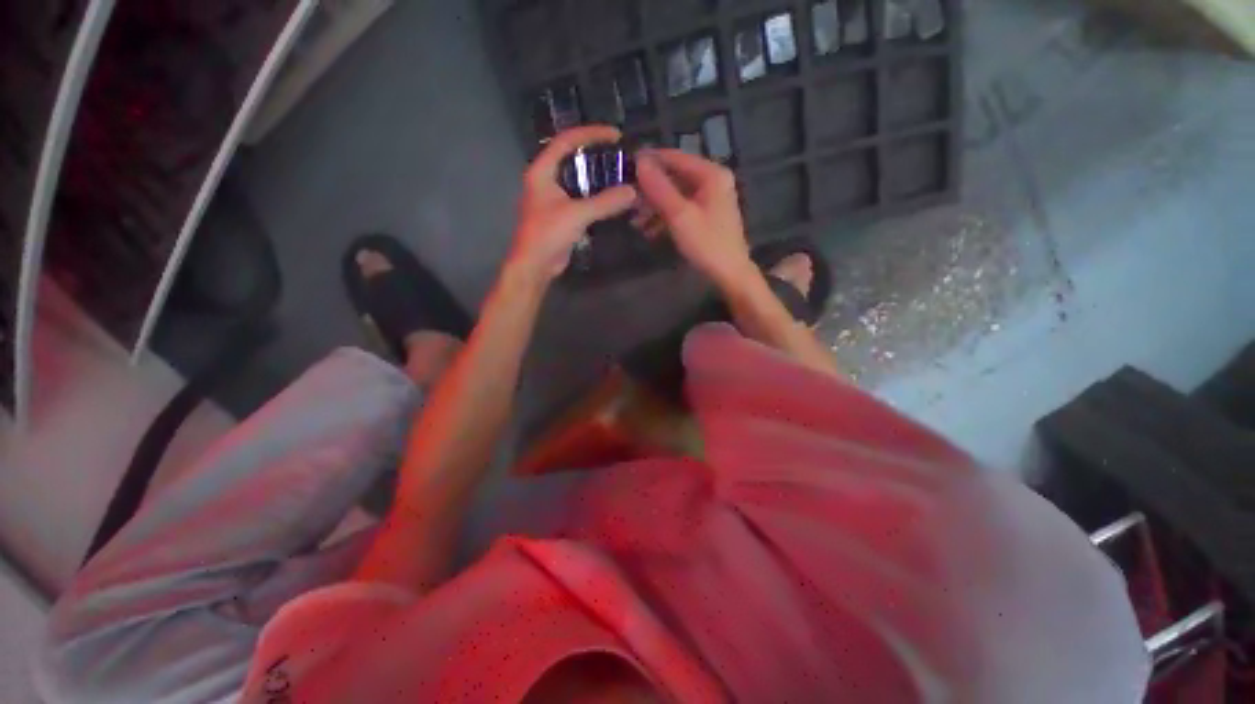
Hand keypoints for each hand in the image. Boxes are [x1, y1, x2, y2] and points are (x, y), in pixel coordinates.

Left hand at [509, 125, 636, 280]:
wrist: (535, 265)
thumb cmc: (548, 234)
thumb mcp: (577, 214)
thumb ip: (605, 202)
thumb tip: (632, 192)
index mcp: (542, 171)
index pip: (566, 141)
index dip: (590, 134)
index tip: (615, 135)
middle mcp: (546, 180)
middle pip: (572, 158)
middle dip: (596, 155)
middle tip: (619, 156)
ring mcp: (553, 199)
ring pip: (577, 180)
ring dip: (597, 178)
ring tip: (619, 175)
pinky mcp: (561, 215)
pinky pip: (580, 199)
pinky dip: (595, 197)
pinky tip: (611, 199)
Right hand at [635, 149, 755, 288]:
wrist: (730, 274)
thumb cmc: (707, 244)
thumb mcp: (680, 215)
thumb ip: (659, 188)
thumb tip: (639, 161)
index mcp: (711, 174)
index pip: (675, 157)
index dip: (649, 161)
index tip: (625, 167)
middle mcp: (712, 181)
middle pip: (674, 177)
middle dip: (650, 190)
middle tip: (628, 202)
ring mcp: (710, 199)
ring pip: (675, 195)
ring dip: (654, 207)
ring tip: (635, 222)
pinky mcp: (706, 216)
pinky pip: (681, 209)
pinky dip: (665, 217)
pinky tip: (649, 231)